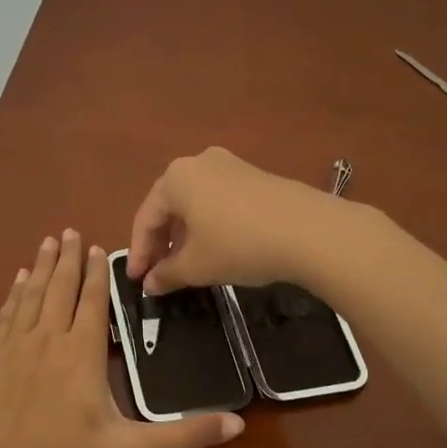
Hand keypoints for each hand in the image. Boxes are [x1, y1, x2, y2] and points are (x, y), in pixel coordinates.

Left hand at [0, 231, 243, 447]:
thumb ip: (184, 435)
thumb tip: (238, 424)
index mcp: (82, 353)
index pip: (93, 300)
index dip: (98, 273)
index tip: (99, 247)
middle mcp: (47, 339)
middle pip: (60, 288)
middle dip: (69, 259)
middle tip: (70, 231)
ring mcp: (12, 347)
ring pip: (31, 295)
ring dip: (42, 267)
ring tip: (48, 243)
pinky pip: (5, 316)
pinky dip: (13, 295)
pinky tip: (17, 283)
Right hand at [127, 147, 344, 294]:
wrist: (309, 230)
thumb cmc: (239, 244)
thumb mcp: (197, 265)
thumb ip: (167, 274)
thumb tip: (150, 284)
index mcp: (175, 178)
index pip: (146, 218)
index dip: (139, 253)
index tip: (137, 281)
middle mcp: (199, 163)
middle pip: (169, 206)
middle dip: (161, 242)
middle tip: (158, 274)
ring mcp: (231, 165)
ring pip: (195, 203)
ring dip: (185, 235)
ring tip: (187, 265)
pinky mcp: (256, 176)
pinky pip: (219, 201)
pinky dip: (210, 225)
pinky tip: (218, 248)